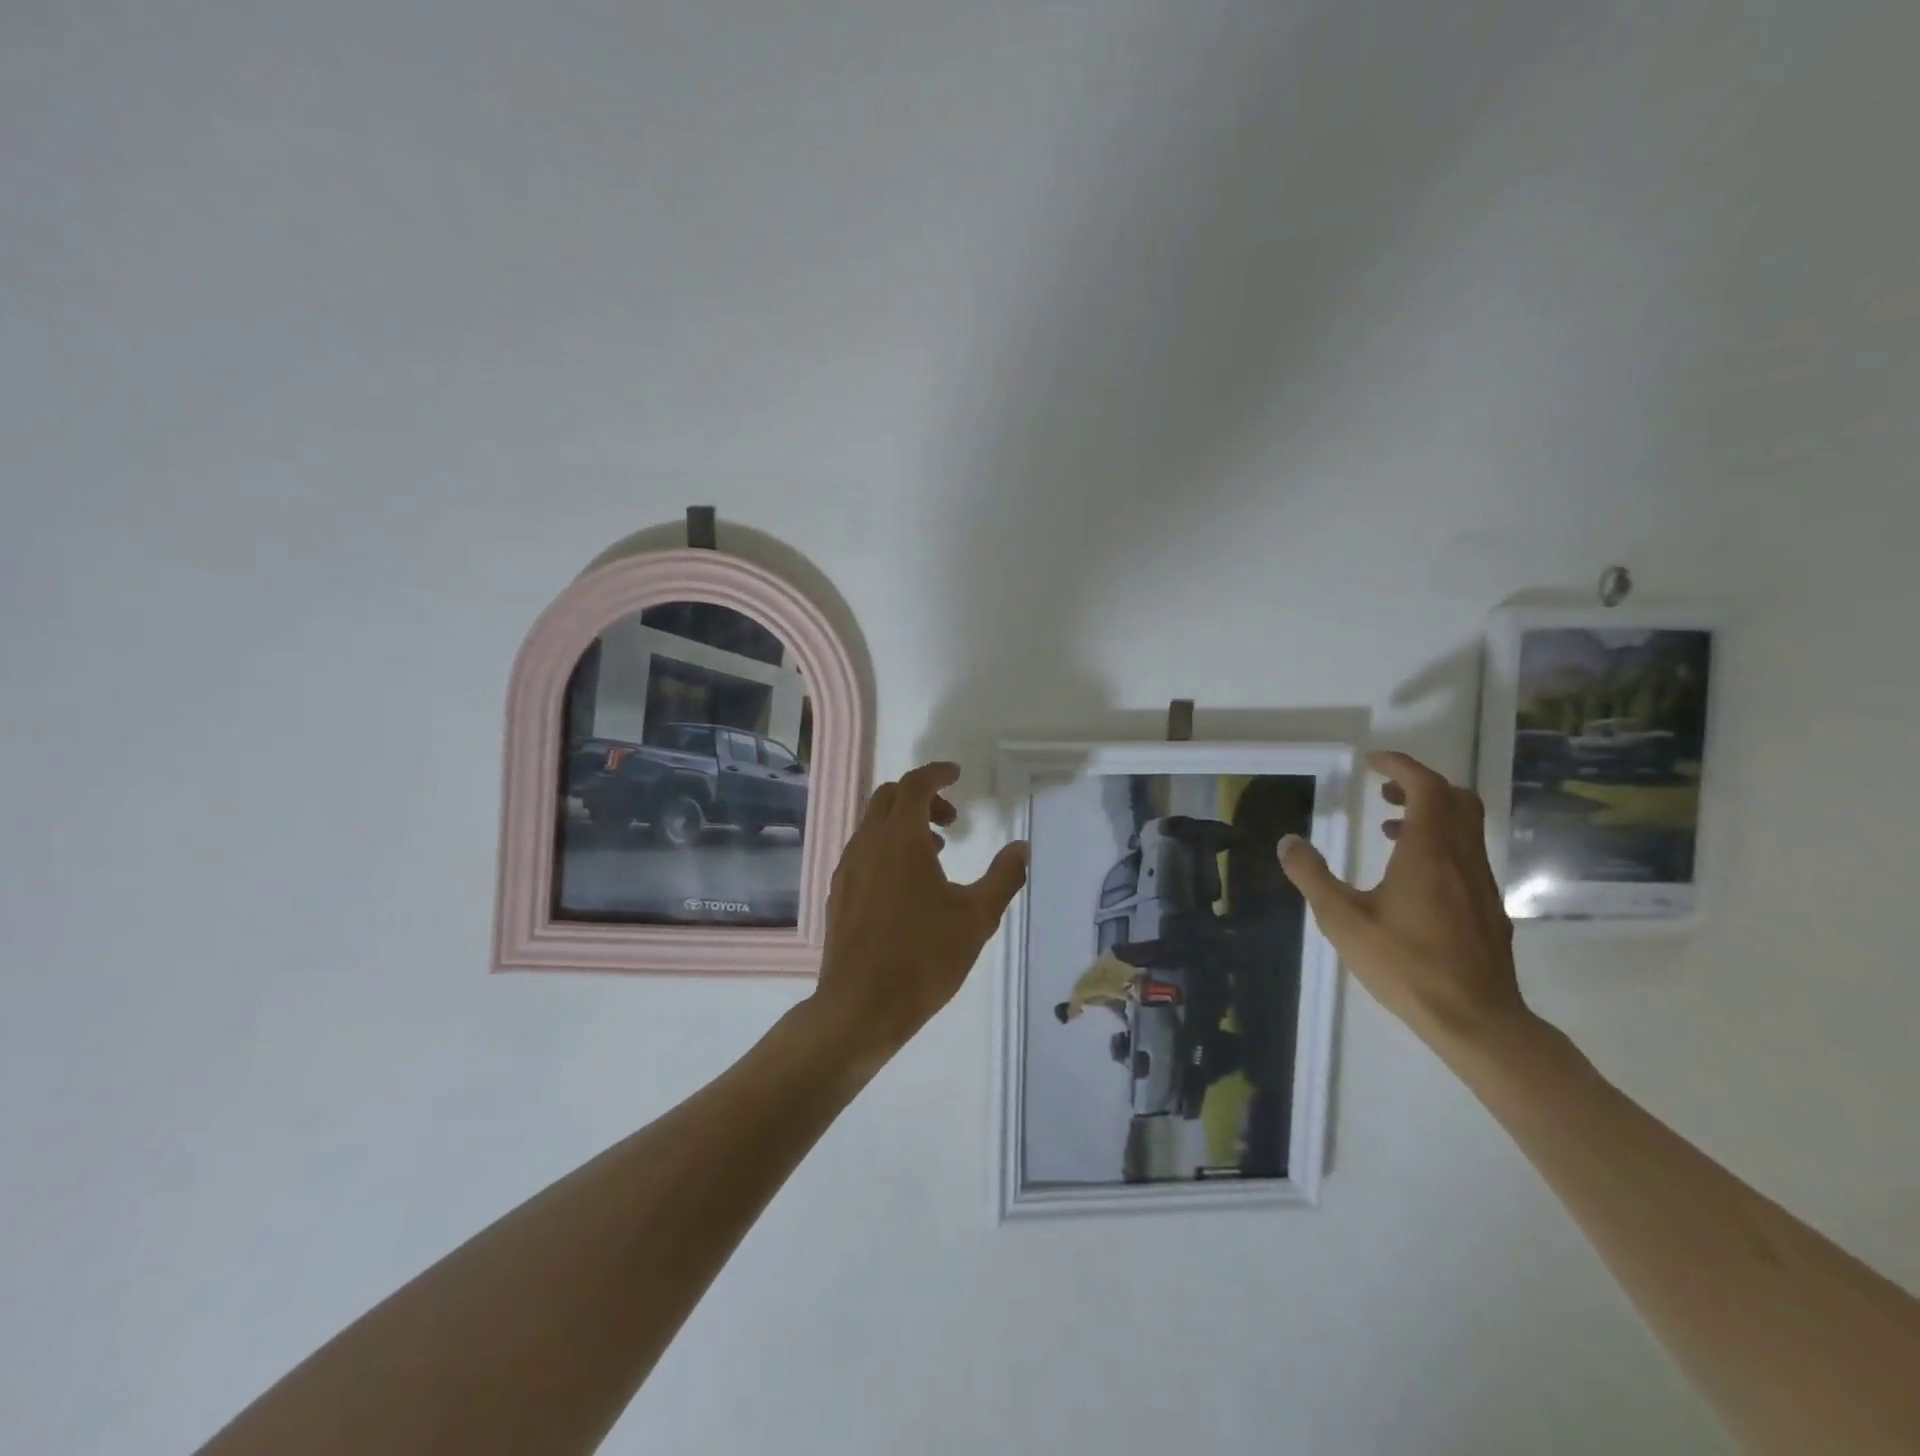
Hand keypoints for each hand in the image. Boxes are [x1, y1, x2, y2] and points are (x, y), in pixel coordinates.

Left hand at [810, 762, 1029, 1059]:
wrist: (860, 1006)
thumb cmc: (924, 958)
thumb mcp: (977, 918)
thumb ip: (1003, 877)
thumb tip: (1021, 847)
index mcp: (901, 839)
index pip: (915, 784)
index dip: (937, 774)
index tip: (956, 775)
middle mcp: (868, 843)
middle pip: (889, 797)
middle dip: (921, 797)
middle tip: (951, 819)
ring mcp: (848, 868)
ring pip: (873, 824)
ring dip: (904, 824)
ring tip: (937, 853)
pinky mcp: (839, 892)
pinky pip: (863, 850)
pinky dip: (886, 847)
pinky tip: (906, 884)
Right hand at [1279, 751, 1525, 1048]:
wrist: (1476, 1019)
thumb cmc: (1405, 964)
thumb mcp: (1342, 920)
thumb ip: (1312, 877)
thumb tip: (1287, 842)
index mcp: (1429, 851)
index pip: (1426, 787)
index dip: (1400, 766)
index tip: (1373, 761)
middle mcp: (1461, 857)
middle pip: (1455, 799)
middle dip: (1419, 784)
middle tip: (1383, 791)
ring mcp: (1480, 882)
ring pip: (1465, 826)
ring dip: (1431, 813)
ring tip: (1390, 828)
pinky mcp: (1488, 906)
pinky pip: (1466, 853)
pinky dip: (1441, 842)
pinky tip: (1411, 874)